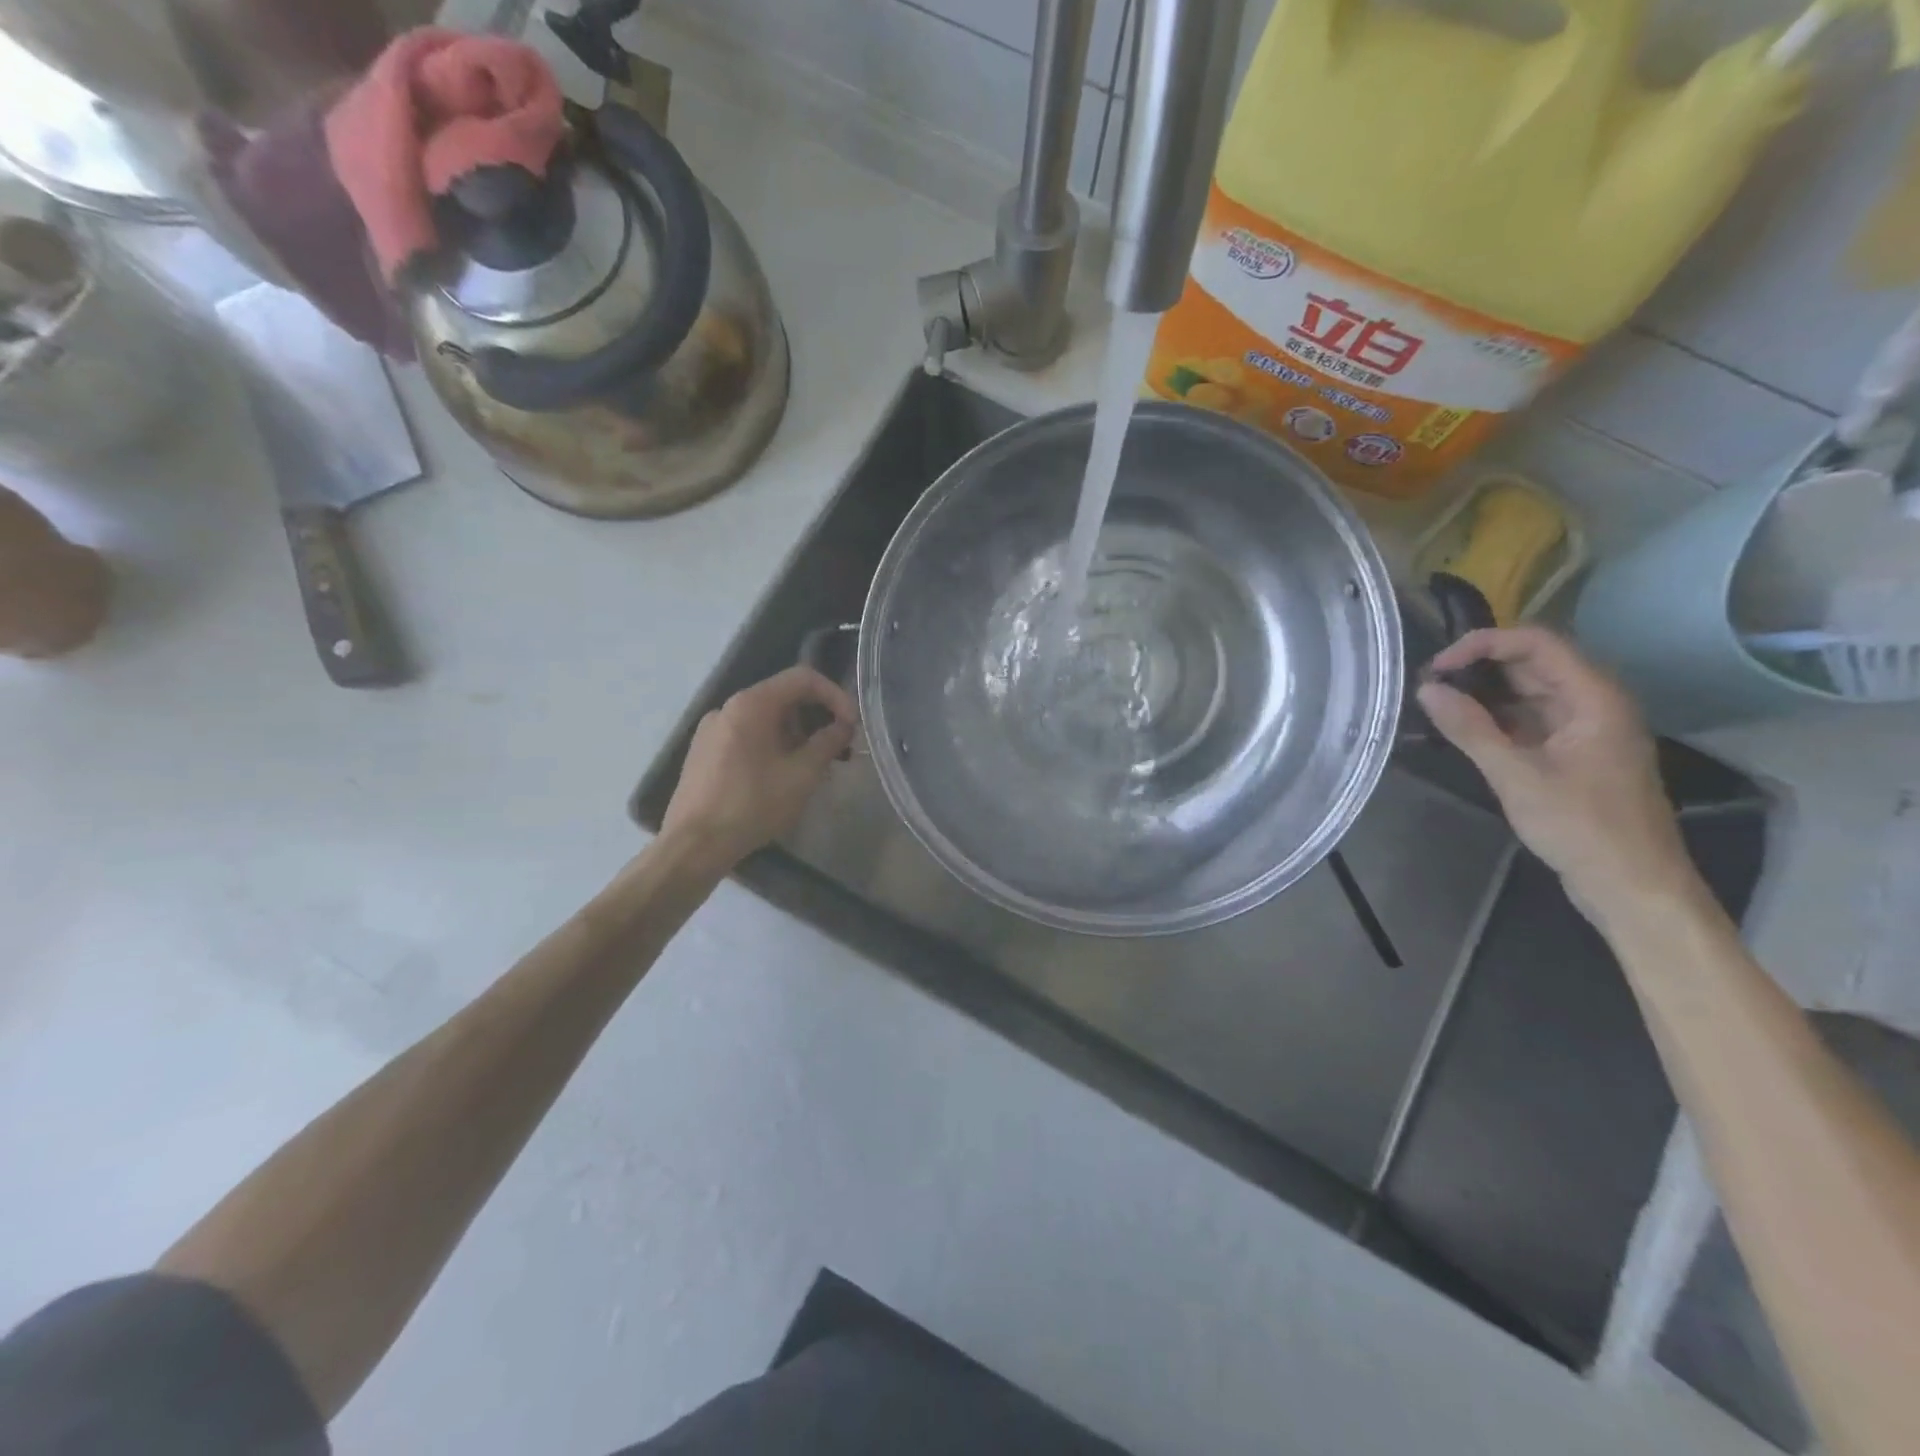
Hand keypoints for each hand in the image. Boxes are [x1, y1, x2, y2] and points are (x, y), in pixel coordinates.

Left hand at [661, 666, 857, 873]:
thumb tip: (844, 726)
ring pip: (766, 719)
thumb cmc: (752, 805)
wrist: (694, 845)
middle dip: (817, 719)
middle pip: (783, 698)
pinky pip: (747, 736)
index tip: (851, 725)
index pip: (802, 678)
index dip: (835, 695)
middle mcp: (728, 707)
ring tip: (812, 769)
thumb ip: (828, 743)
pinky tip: (781, 778)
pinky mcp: (704, 752)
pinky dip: (773, 746)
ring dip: (796, 736)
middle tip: (837, 750)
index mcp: (751, 704)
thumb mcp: (802, 775)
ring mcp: (712, 729)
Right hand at [1416, 627, 1694, 921]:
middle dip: (1479, 667)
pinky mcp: (1574, 754)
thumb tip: (1426, 690)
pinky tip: (1462, 729)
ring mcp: (1585, 729)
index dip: (1483, 644)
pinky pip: (1531, 720)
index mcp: (1594, 698)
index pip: (1536, 643)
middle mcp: (1594, 704)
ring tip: (1437, 704)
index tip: (1436, 667)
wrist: (1633, 885)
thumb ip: (1470, 729)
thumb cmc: (1582, 827)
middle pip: (1533, 664)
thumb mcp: (1517, 776)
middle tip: (1428, 685)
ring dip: (1484, 694)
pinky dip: (1496, 719)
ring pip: (1529, 693)